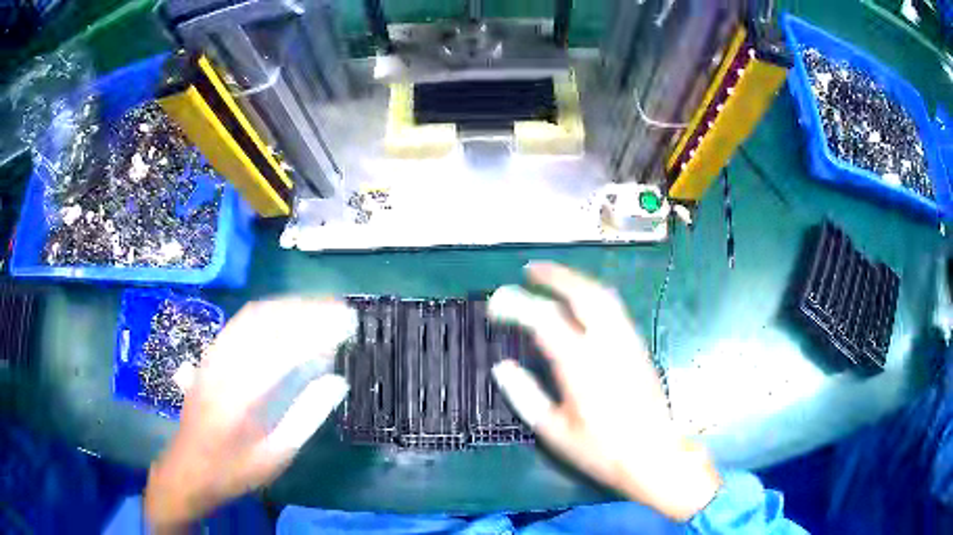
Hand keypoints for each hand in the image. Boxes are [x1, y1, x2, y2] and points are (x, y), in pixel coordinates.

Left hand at [144, 298, 355, 529]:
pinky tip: (283, 317)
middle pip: (267, 320)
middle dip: (305, 309)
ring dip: (287, 306)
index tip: (347, 322)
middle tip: (338, 309)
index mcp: (243, 394)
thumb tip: (337, 381)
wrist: (188, 468)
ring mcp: (214, 356)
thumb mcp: (276, 455)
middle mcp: (225, 365)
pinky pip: (240, 323)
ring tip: (317, 307)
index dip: (319, 329)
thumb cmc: (235, 469)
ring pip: (252, 315)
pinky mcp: (209, 356)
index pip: (286, 348)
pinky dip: (268, 313)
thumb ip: (306, 416)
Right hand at [488, 262, 719, 520]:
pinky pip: (615, 309)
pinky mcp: (639, 348)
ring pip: (603, 297)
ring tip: (554, 279)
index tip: (497, 303)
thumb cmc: (601, 449)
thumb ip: (525, 396)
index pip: (544, 320)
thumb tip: (502, 368)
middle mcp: (607, 344)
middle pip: (582, 293)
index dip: (516, 305)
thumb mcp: (554, 430)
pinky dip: (593, 295)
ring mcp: (628, 343)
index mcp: (580, 365)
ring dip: (576, 281)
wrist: (653, 456)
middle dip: (554, 276)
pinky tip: (583, 303)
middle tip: (531, 269)